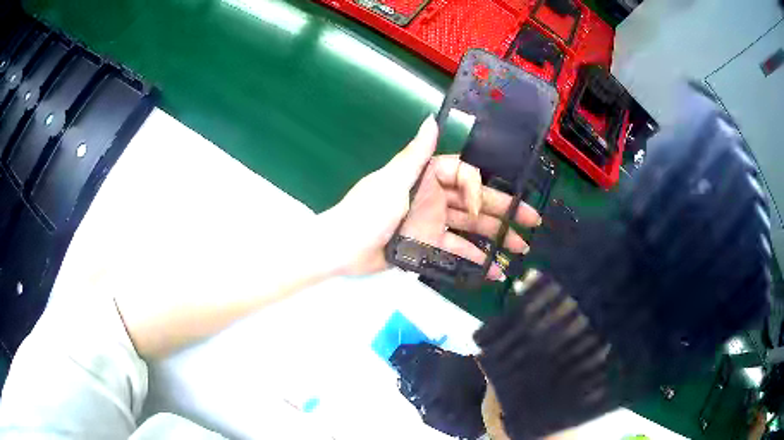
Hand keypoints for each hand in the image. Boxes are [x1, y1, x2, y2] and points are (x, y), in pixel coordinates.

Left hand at [317, 116, 540, 277]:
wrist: (342, 249)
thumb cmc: (366, 212)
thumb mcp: (392, 180)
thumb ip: (416, 154)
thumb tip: (431, 119)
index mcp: (426, 177)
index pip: (464, 176)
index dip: (479, 189)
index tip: (484, 207)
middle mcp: (433, 197)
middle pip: (475, 202)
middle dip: (503, 210)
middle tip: (531, 221)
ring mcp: (432, 222)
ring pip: (471, 227)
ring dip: (495, 236)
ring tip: (519, 247)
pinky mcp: (428, 245)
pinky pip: (456, 249)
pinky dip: (474, 257)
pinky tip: (494, 267)